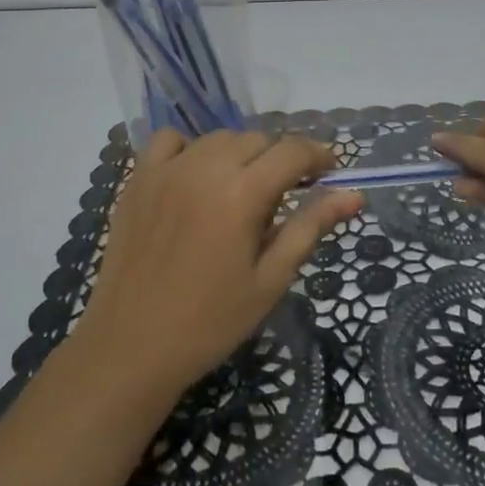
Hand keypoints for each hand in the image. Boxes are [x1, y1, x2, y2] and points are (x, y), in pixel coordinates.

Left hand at [76, 129, 364, 397]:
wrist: (131, 347)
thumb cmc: (210, 322)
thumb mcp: (270, 279)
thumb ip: (310, 227)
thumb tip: (353, 195)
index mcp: (241, 194)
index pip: (292, 152)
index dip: (318, 155)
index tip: (330, 172)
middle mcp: (204, 168)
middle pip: (257, 140)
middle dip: (280, 160)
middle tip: (286, 195)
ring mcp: (167, 170)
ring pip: (219, 138)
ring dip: (241, 154)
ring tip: (242, 190)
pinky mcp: (138, 179)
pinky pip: (170, 140)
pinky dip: (191, 148)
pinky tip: (196, 177)